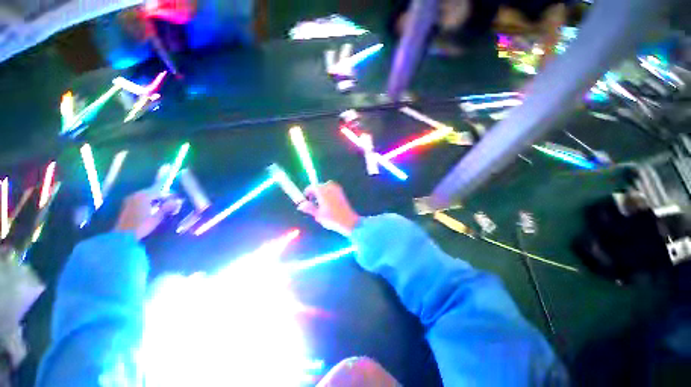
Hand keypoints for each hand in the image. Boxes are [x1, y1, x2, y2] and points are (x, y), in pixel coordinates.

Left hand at [114, 190, 181, 239]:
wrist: (124, 235)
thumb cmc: (142, 226)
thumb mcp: (157, 217)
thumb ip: (167, 208)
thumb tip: (178, 201)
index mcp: (144, 196)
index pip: (160, 192)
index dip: (169, 196)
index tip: (176, 200)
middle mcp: (136, 195)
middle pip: (151, 193)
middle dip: (160, 198)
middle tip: (169, 204)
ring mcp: (129, 200)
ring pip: (145, 197)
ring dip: (153, 200)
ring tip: (160, 207)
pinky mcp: (126, 206)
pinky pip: (139, 200)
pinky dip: (146, 203)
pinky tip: (150, 209)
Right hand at [298, 182, 359, 236]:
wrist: (349, 221)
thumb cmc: (332, 218)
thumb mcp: (318, 214)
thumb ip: (309, 208)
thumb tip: (300, 205)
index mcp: (323, 191)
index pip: (312, 187)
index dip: (307, 193)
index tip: (305, 199)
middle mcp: (330, 187)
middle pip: (319, 186)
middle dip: (314, 192)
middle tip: (312, 202)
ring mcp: (337, 189)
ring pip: (326, 187)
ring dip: (322, 193)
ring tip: (320, 204)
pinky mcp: (342, 193)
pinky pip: (332, 190)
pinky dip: (328, 194)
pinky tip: (328, 203)